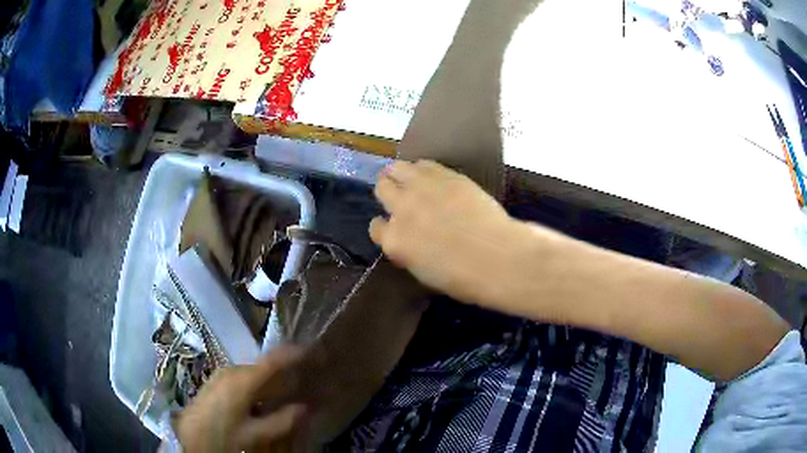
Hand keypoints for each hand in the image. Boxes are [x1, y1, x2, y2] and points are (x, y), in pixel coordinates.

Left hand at [175, 347, 307, 451]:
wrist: (190, 437)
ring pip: (252, 373)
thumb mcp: (255, 435)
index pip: (273, 361)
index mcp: (242, 380)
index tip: (312, 350)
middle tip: (301, 378)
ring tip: (284, 391)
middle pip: (263, 367)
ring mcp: (220, 375)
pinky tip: (259, 399)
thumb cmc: (223, 435)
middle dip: (283, 372)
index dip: (294, 354)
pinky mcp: (215, 382)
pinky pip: (241, 378)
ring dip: (269, 380)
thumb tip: (306, 408)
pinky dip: (255, 384)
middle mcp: (231, 371)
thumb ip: (282, 421)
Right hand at [370, 160, 523, 306]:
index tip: (393, 227)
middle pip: (382, 188)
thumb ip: (409, 252)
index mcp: (395, 242)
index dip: (384, 226)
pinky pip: (423, 164)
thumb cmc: (463, 277)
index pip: (376, 227)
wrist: (497, 257)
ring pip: (396, 169)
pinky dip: (422, 169)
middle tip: (398, 195)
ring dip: (399, 174)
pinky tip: (430, 175)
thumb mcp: (424, 272)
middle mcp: (402, 210)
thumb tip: (410, 241)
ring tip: (409, 179)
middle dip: (387, 191)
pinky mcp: (445, 176)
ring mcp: (422, 189)